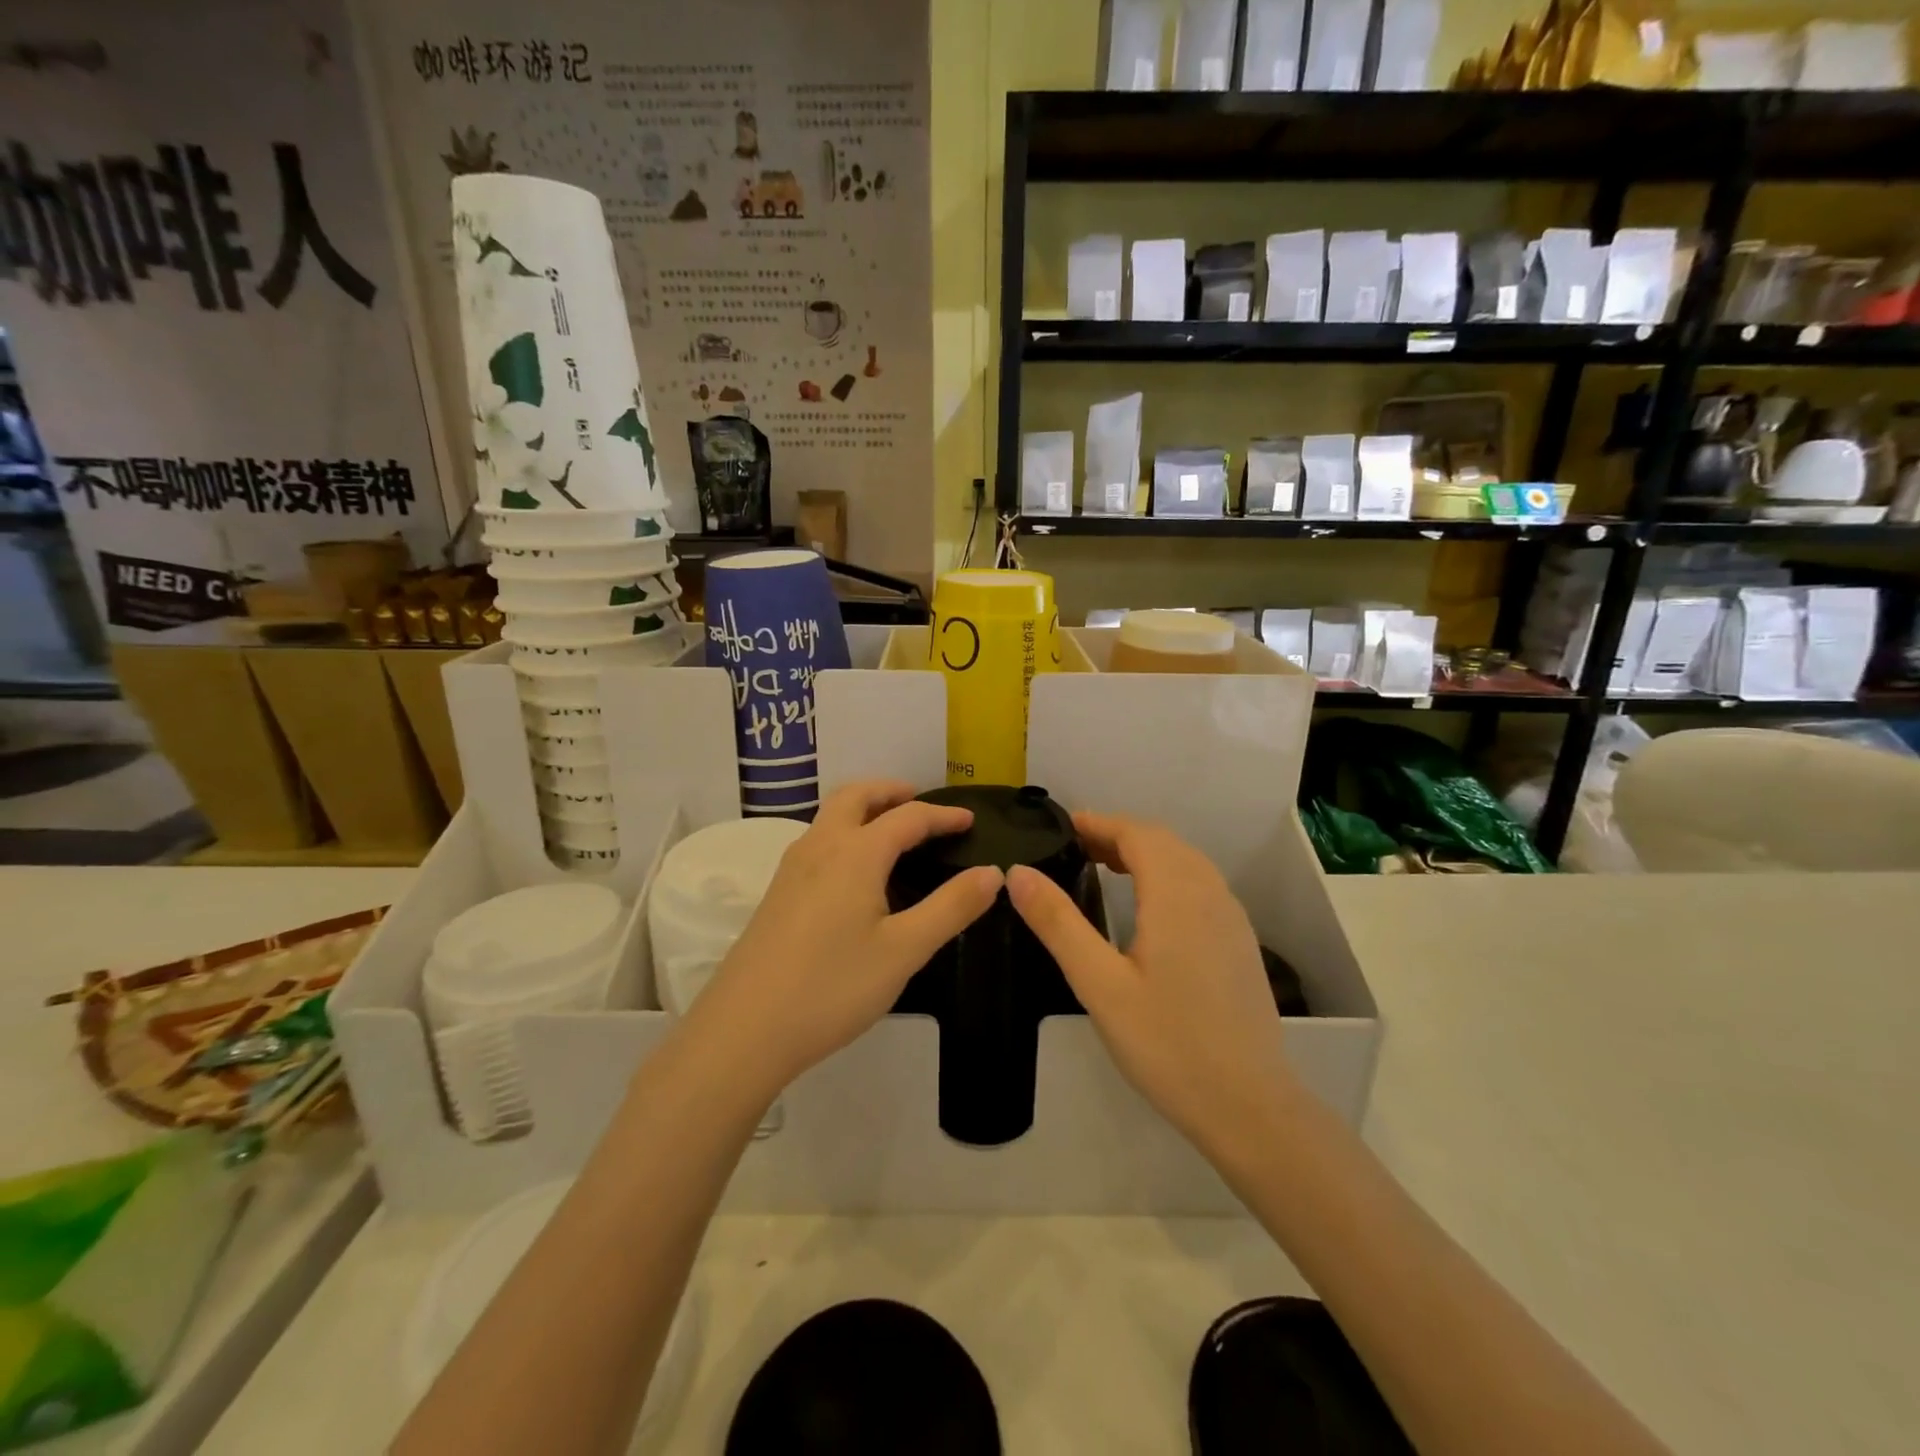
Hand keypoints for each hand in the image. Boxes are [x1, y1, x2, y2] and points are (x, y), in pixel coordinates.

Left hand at [689, 781, 1002, 1099]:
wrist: (744, 1031)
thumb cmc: (832, 987)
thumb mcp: (904, 950)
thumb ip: (951, 908)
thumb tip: (992, 872)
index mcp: (855, 853)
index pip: (907, 817)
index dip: (942, 816)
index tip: (970, 820)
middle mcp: (819, 847)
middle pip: (855, 796)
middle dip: (891, 792)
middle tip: (920, 804)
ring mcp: (791, 869)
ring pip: (830, 816)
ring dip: (864, 809)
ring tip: (893, 832)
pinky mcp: (777, 894)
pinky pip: (817, 841)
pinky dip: (845, 833)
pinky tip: (855, 873)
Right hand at [1007, 812, 1296, 1154]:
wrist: (1249, 1105)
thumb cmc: (1167, 1044)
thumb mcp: (1099, 984)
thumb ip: (1058, 923)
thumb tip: (1018, 872)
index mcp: (1177, 895)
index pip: (1137, 834)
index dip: (1099, 823)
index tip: (1063, 826)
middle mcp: (1210, 894)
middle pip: (1163, 842)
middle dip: (1119, 834)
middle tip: (1075, 848)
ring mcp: (1231, 918)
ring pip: (1186, 862)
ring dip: (1145, 853)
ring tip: (1105, 867)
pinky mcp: (1240, 943)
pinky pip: (1201, 886)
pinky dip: (1168, 875)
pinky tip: (1149, 907)